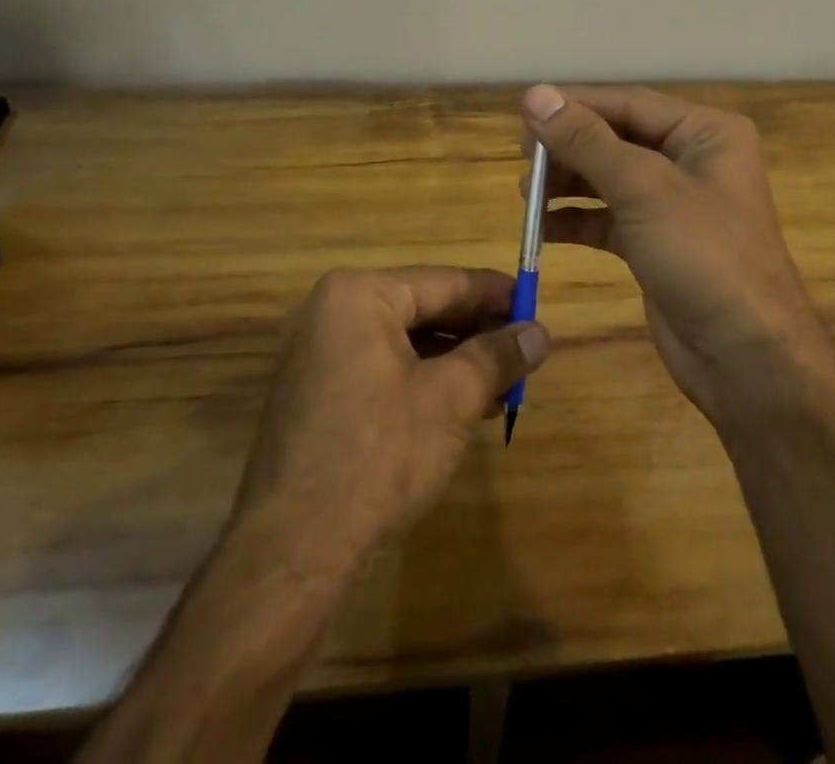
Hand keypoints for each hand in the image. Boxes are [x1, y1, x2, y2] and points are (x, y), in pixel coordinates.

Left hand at [231, 266, 549, 566]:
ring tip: (502, 382)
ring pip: (403, 341)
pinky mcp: (313, 392)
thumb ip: (498, 356)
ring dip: (453, 360)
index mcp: (358, 295)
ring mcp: (316, 353)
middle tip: (523, 348)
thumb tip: (540, 333)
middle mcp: (330, 311)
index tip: (535, 304)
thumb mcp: (452, 399)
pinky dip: (421, 379)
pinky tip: (460, 405)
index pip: (444, 282)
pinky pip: (379, 367)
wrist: (293, 553)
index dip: (495, 294)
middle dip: (476, 331)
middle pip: (422, 308)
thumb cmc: (378, 456)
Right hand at [520, 84, 833, 423]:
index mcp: (705, 132)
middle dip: (569, 147)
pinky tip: (542, 228)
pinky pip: (609, 219)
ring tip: (525, 192)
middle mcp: (692, 160)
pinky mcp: (658, 243)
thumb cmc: (704, 256)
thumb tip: (535, 94)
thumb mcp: (644, 189)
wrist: (746, 358)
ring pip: (610, 178)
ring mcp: (675, 204)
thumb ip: (587, 141)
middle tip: (521, 156)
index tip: (524, 111)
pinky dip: (577, 220)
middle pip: (618, 138)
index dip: (575, 104)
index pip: (629, 103)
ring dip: (568, 183)